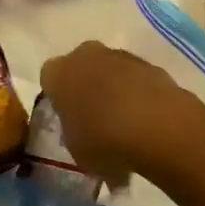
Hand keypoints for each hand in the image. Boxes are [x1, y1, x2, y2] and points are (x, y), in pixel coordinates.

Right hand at [38, 41, 204, 184]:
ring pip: (111, 71)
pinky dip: (139, 95)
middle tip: (95, 118)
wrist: (155, 125)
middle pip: (81, 67)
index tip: (67, 118)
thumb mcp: (76, 150)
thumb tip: (83, 136)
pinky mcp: (150, 64)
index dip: (58, 99)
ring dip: (115, 90)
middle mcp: (86, 54)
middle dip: (87, 87)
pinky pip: (136, 79)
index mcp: (58, 72)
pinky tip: (146, 122)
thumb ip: (74, 136)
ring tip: (126, 126)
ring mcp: (120, 55)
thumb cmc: (102, 139)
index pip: (49, 79)